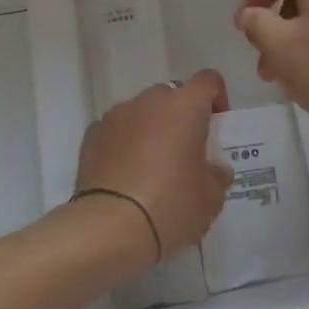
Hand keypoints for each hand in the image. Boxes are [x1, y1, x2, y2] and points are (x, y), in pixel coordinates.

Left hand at [75, 70, 232, 264]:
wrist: (109, 228)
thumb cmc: (171, 205)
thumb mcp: (210, 198)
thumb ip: (217, 175)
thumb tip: (214, 169)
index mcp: (185, 105)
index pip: (208, 80)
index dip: (217, 98)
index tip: (216, 128)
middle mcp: (150, 100)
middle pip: (172, 96)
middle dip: (180, 118)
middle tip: (185, 154)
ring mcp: (116, 115)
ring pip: (142, 113)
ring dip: (150, 130)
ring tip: (151, 170)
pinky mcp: (91, 135)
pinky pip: (116, 131)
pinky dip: (123, 144)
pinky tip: (125, 177)